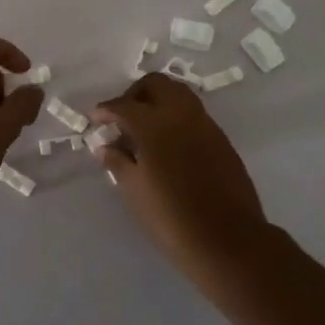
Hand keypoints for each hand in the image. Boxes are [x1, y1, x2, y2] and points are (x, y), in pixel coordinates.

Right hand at [93, 73, 271, 274]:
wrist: (228, 240)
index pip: (124, 105)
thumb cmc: (172, 218)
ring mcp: (206, 124)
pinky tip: (168, 145)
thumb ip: (117, 162)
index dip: (105, 110)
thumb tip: (106, 146)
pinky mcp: (222, 139)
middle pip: (156, 84)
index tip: (95, 120)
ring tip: (145, 130)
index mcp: (155, 125)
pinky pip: (194, 115)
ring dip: (158, 102)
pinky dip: (176, 118)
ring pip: (179, 94)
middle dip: (135, 94)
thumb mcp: (134, 192)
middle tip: (123, 118)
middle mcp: (182, 115)